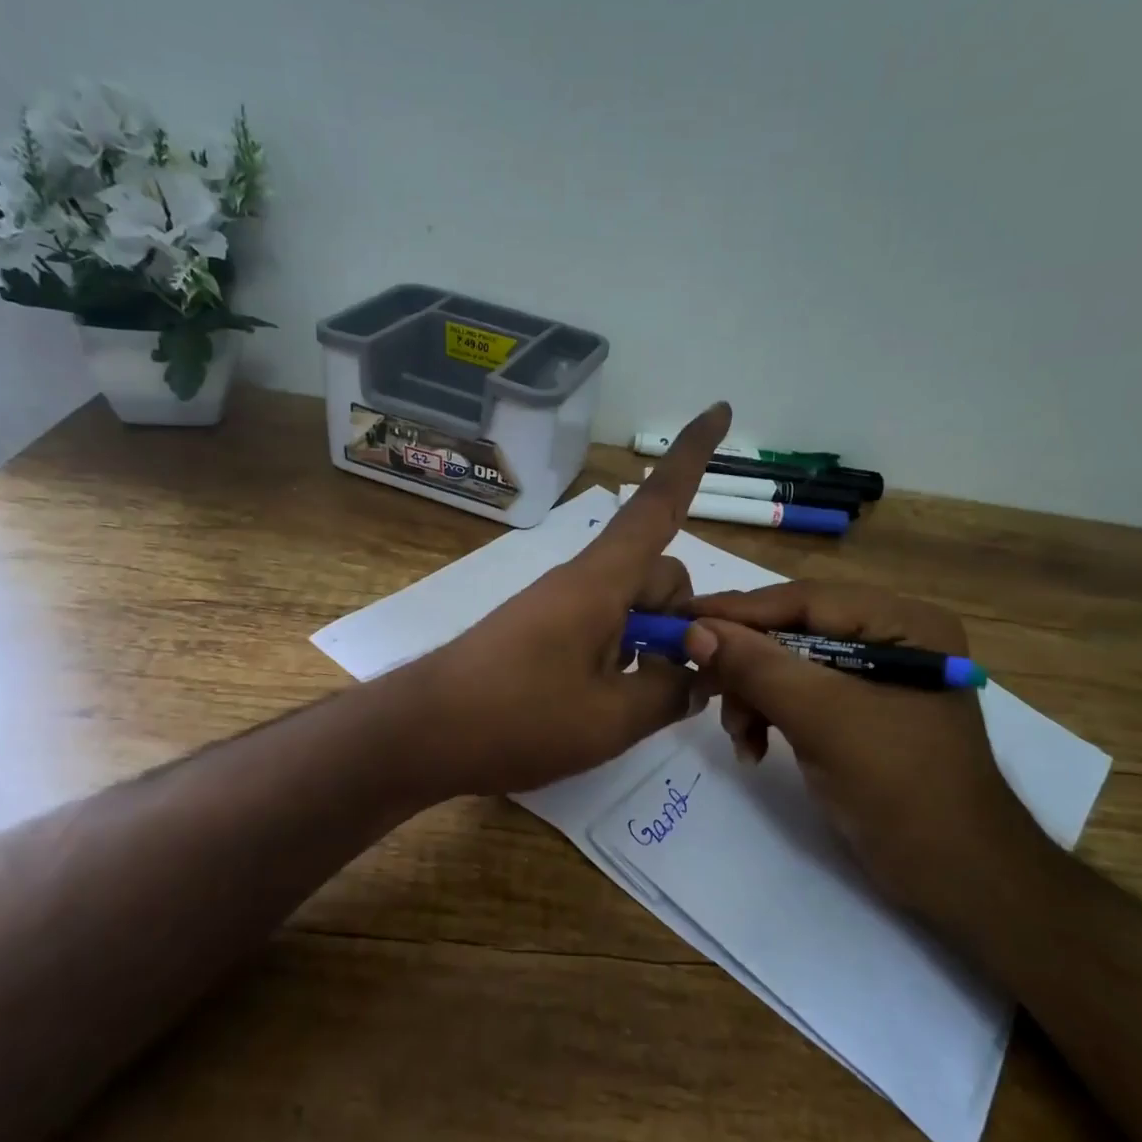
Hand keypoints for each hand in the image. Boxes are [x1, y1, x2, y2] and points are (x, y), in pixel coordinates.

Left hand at [401, 402, 732, 797]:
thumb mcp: (611, 718)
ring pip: (632, 603)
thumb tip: (696, 675)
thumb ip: (668, 692)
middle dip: (683, 617)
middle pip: (657, 572)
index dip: (692, 456)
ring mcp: (559, 605)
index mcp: (602, 581)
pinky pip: (603, 625)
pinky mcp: (543, 631)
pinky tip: (613, 700)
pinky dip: (624, 653)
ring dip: (653, 642)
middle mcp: (583, 581)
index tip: (720, 408)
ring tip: (643, 700)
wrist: (421, 732)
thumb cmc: (518, 718)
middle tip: (684, 679)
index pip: (658, 504)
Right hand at [682, 581, 1045, 935]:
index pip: (805, 600)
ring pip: (788, 666)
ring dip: (754, 697)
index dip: (740, 611)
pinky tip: (754, 748)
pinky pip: (798, 696)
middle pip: (793, 631)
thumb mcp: (823, 719)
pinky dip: (769, 716)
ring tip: (740, 738)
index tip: (681, 618)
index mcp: (902, 623)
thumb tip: (695, 629)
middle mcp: (889, 638)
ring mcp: (873, 677)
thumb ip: (757, 668)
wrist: (957, 879)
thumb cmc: (900, 789)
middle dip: (747, 665)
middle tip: (700, 684)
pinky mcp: (857, 712)